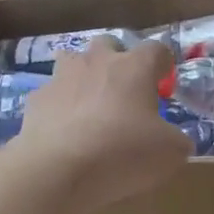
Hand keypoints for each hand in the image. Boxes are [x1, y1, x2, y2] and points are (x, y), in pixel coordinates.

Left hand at [7, 37, 190, 213]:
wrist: (58, 169)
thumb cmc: (123, 153)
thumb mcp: (170, 153)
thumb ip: (176, 140)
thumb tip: (175, 140)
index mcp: (135, 67)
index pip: (156, 49)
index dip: (163, 63)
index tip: (165, 80)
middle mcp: (98, 61)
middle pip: (109, 44)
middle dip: (117, 60)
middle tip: (124, 90)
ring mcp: (62, 77)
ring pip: (73, 61)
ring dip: (83, 75)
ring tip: (89, 103)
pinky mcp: (37, 99)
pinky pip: (51, 94)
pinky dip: (59, 106)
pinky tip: (63, 130)